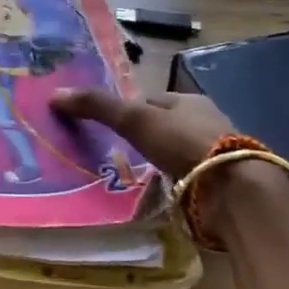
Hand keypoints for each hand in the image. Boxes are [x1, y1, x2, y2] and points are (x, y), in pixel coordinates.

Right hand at [49, 87, 232, 178]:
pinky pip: (188, 180)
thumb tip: (55, 93)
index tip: (107, 127)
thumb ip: (98, 106)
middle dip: (145, 139)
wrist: (233, 190)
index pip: (151, 101)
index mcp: (189, 101)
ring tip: (133, 179)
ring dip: (159, 164)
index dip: (128, 111)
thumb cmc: (184, 143)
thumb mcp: (135, 119)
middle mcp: (206, 123)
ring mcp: (216, 156)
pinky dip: (173, 185)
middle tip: (116, 155)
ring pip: (177, 155)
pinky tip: (159, 195)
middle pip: (165, 128)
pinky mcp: (221, 185)